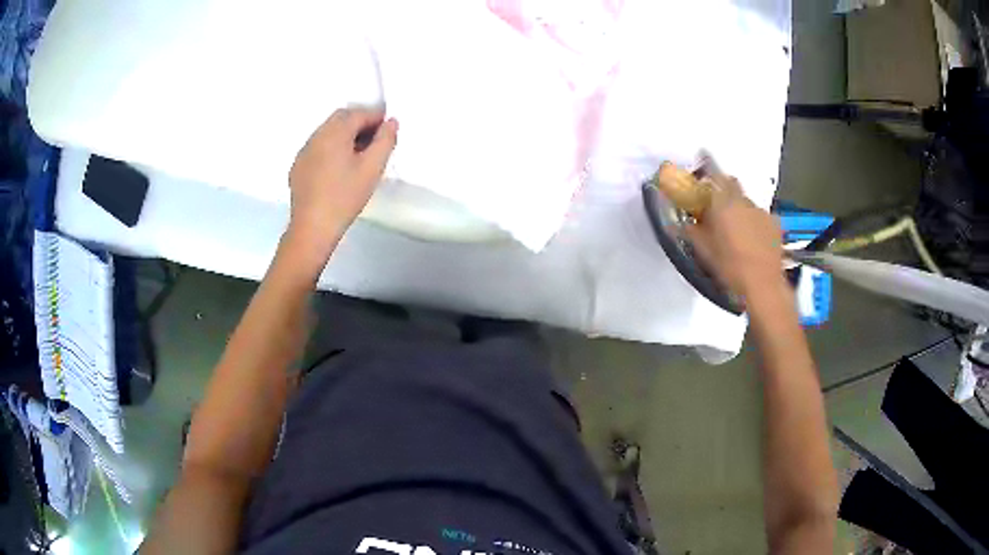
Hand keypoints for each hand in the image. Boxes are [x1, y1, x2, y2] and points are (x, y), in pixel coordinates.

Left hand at [285, 107, 397, 267]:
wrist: (312, 227)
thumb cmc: (345, 197)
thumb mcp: (372, 168)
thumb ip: (385, 141)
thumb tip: (391, 122)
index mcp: (335, 132)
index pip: (359, 113)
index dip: (376, 118)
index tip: (388, 132)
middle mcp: (316, 135)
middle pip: (341, 119)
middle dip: (360, 124)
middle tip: (374, 143)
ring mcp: (304, 151)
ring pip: (328, 132)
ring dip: (345, 136)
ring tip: (358, 157)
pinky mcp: (298, 166)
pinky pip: (318, 147)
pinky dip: (331, 149)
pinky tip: (338, 170)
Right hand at [686, 172, 783, 300]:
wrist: (763, 285)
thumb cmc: (730, 267)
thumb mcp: (704, 251)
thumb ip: (690, 231)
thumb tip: (676, 222)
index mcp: (724, 203)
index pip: (715, 172)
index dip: (707, 163)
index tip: (702, 158)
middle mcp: (744, 201)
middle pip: (732, 184)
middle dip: (723, 188)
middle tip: (715, 203)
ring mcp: (762, 212)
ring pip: (746, 202)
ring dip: (738, 208)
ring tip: (735, 228)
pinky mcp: (775, 225)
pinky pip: (760, 216)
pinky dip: (753, 221)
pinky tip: (752, 238)